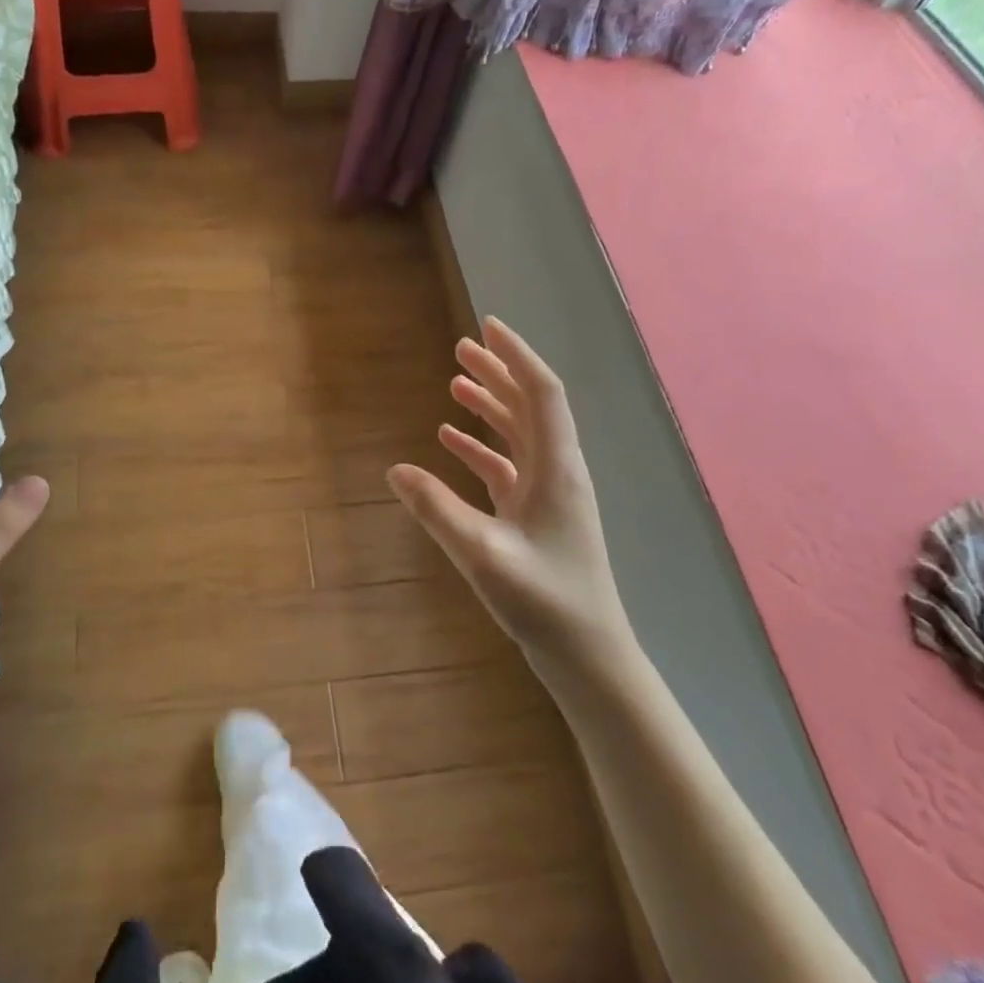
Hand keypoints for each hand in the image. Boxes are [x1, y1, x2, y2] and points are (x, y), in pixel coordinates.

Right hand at [388, 318, 633, 668]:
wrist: (588, 656)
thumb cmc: (544, 602)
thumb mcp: (482, 554)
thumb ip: (437, 510)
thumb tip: (396, 470)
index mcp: (557, 469)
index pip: (541, 393)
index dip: (516, 356)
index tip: (487, 326)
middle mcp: (558, 471)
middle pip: (530, 406)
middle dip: (498, 373)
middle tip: (461, 347)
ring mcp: (549, 495)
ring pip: (520, 434)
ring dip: (490, 406)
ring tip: (455, 383)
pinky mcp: (537, 516)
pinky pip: (508, 466)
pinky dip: (482, 447)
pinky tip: (451, 441)